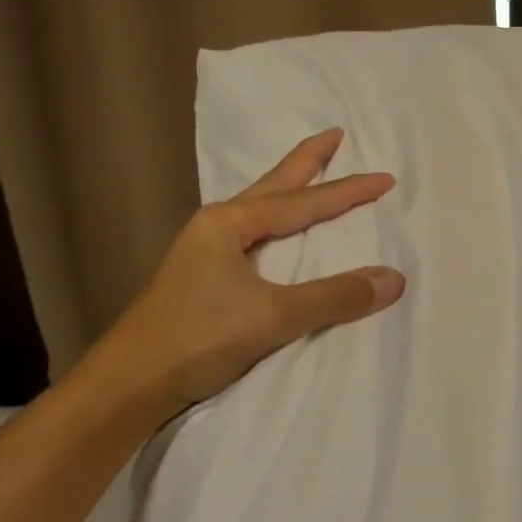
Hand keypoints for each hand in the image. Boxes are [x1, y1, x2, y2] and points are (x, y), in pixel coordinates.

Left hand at [87, 128, 403, 419]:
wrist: (126, 386)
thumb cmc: (197, 339)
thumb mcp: (273, 317)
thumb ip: (334, 297)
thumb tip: (394, 278)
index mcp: (229, 223)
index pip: (303, 202)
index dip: (348, 191)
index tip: (386, 178)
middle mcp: (216, 226)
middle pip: (274, 185)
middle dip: (306, 161)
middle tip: (336, 135)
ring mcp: (205, 251)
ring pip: (260, 208)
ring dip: (290, 190)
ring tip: (313, 174)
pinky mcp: (203, 277)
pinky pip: (253, 235)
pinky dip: (277, 223)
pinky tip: (278, 232)